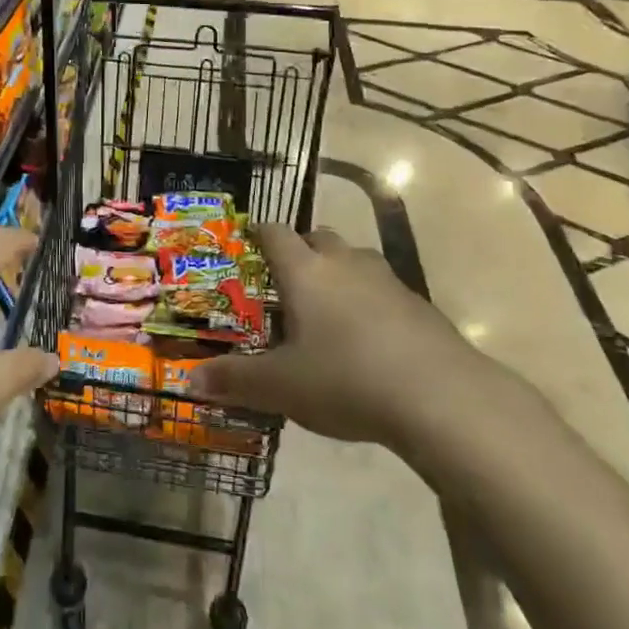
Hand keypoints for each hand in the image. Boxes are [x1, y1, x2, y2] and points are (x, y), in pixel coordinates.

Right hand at [191, 225, 484, 447]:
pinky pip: (384, 288)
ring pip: (354, 259)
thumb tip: (189, 381)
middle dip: (301, 250)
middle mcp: (344, 263)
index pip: (275, 233)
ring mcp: (386, 279)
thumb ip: (235, 380)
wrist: (439, 396)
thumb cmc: (345, 379)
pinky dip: (369, 300)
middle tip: (287, 280)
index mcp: (305, 272)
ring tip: (327, 308)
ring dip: (338, 272)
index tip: (249, 241)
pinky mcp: (418, 304)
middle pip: (318, 237)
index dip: (259, 233)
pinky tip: (369, 338)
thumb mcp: (281, 386)